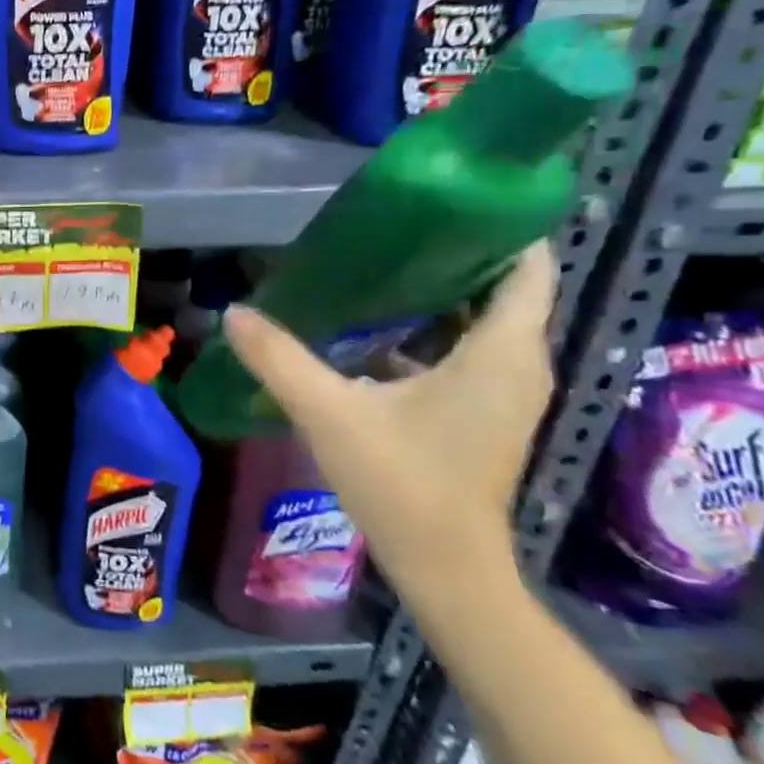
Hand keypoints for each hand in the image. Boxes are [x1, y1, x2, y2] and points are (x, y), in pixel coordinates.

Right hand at [221, 243, 557, 604]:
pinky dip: (432, 330)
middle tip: (389, 227)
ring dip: (438, 292)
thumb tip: (235, 312)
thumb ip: (279, 359)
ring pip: (482, 321)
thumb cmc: (401, 483)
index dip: (499, 225)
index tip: (446, 195)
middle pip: (501, 288)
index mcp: (500, 352)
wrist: (445, 567)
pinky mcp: (486, 413)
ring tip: (377, 266)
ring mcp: (505, 392)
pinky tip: (375, 329)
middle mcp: (517, 364)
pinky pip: (468, 351)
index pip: (527, 267)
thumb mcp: (329, 413)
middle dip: (452, 253)